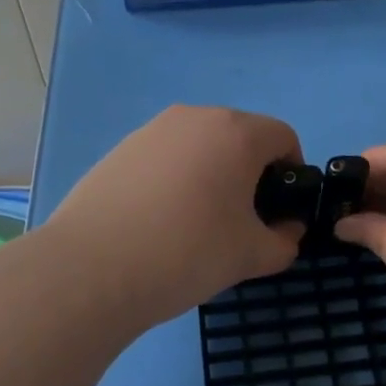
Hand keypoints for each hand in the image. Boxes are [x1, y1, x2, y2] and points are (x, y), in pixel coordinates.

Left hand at [45, 105, 304, 323]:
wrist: (93, 268)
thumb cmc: (189, 252)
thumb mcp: (251, 256)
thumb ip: (284, 241)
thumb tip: (286, 231)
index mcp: (237, 132)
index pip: (283, 137)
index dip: (292, 172)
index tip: (279, 211)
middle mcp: (195, 117)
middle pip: (240, 136)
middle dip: (250, 173)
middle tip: (240, 220)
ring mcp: (152, 130)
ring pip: (200, 146)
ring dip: (211, 174)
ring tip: (194, 223)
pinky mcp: (120, 149)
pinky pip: (165, 157)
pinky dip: (174, 179)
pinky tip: (157, 221)